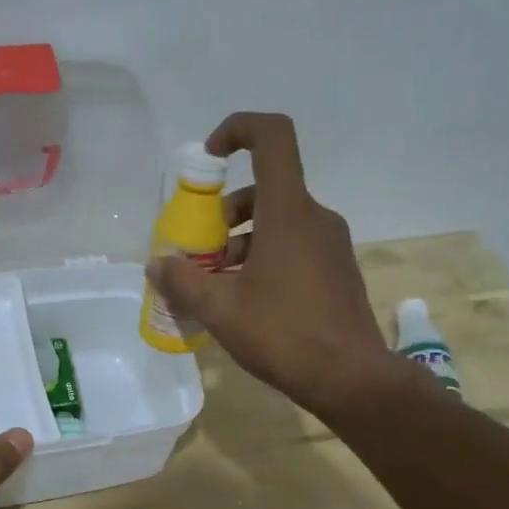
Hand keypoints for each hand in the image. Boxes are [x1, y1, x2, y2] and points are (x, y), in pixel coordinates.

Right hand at [147, 113, 393, 419]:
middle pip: (264, 190)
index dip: (237, 130)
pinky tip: (246, 301)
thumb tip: (157, 265)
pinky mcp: (336, 269)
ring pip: (278, 222)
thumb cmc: (283, 334)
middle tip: (200, 254)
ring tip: (217, 284)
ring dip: (241, 242)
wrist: (350, 378)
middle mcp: (314, 217)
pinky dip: (264, 258)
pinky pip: (294, 246)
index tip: (209, 158)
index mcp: (288, 212)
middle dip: (224, 214)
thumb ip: (182, 282)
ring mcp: (330, 244)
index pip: (272, 137)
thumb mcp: (220, 309)